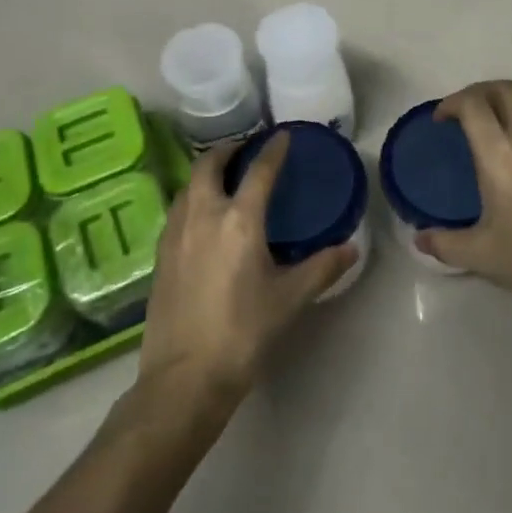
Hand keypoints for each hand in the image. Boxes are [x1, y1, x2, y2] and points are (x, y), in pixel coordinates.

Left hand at [138, 132, 355, 403]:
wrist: (184, 377)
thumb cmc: (243, 333)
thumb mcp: (289, 300)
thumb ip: (321, 268)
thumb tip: (351, 248)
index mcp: (239, 220)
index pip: (259, 171)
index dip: (273, 150)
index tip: (282, 135)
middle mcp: (203, 214)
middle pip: (209, 164)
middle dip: (228, 150)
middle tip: (245, 150)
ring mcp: (176, 232)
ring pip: (188, 185)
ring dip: (206, 172)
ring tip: (224, 179)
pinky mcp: (160, 253)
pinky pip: (177, 208)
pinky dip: (193, 197)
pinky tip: (202, 217)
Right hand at [417, 81, 511, 315]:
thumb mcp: (481, 256)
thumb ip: (444, 243)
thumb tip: (419, 239)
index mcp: (500, 156)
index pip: (474, 104)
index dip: (452, 103)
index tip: (441, 120)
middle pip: (504, 88)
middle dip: (479, 92)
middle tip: (465, 113)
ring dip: (509, 98)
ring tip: (497, 119)